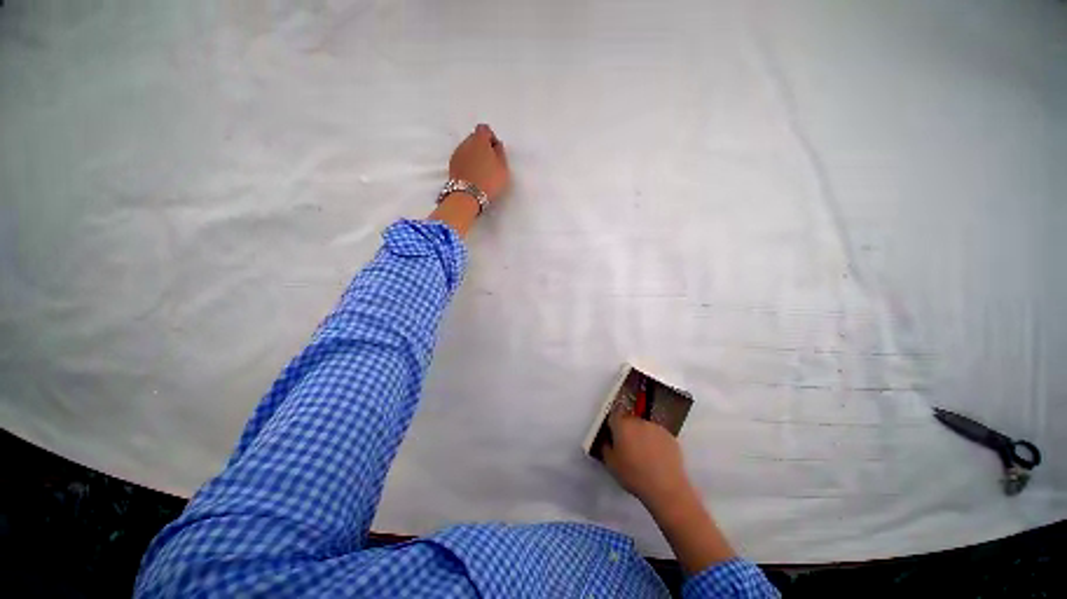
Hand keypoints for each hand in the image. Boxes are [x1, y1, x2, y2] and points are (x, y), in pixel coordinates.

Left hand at [449, 123, 508, 202]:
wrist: (467, 196)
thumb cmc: (489, 180)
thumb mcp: (503, 168)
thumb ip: (500, 153)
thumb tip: (496, 146)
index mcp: (479, 140)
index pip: (485, 129)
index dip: (491, 138)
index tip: (496, 151)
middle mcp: (465, 142)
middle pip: (474, 138)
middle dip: (482, 147)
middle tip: (490, 163)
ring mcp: (457, 154)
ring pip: (467, 149)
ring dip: (474, 156)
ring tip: (481, 172)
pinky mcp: (451, 165)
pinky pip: (462, 159)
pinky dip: (467, 164)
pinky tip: (473, 176)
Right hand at [602, 409, 692, 508]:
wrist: (667, 488)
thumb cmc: (634, 476)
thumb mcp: (610, 464)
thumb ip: (605, 446)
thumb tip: (607, 440)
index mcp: (622, 424)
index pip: (613, 416)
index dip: (611, 426)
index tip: (612, 438)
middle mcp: (639, 421)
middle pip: (629, 420)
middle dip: (626, 431)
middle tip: (627, 449)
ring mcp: (656, 427)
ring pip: (643, 427)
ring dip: (641, 436)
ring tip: (643, 455)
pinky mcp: (670, 436)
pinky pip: (657, 435)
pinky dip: (654, 442)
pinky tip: (655, 458)